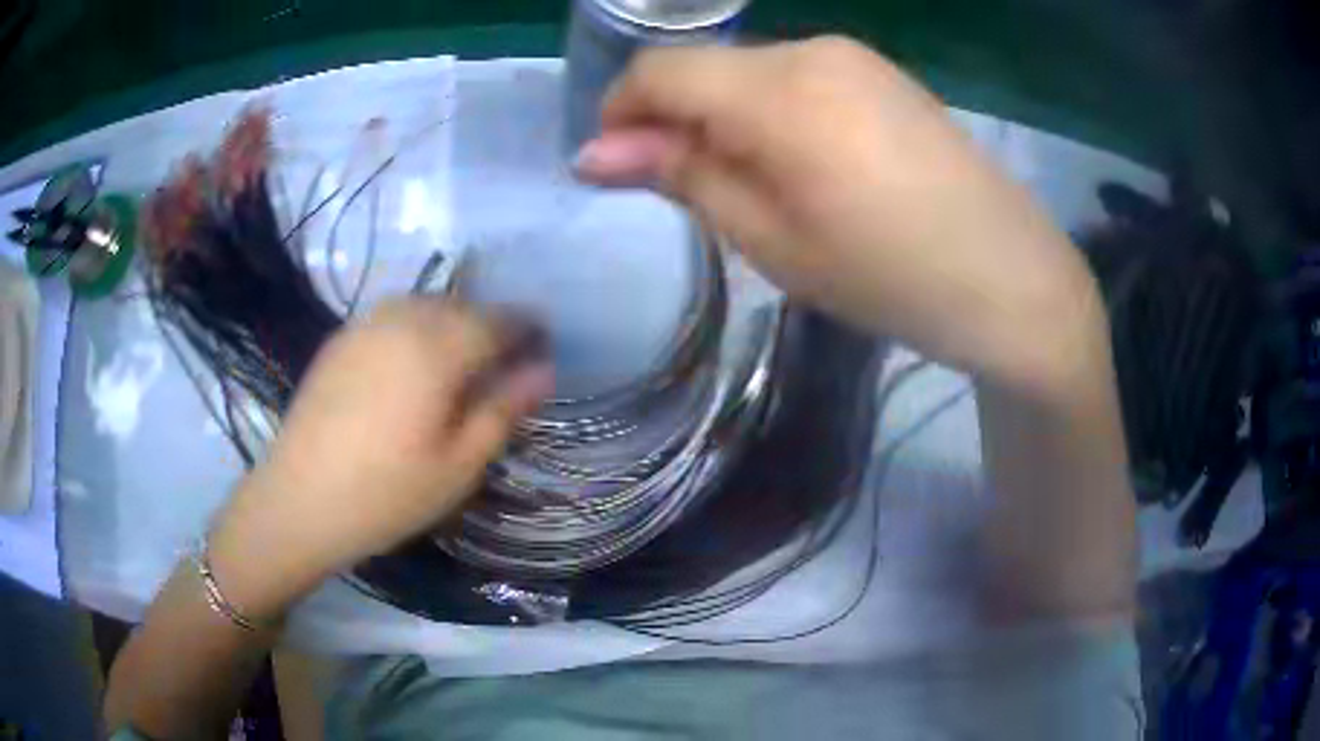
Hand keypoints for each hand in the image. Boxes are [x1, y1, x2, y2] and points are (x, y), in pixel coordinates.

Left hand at [206, 299, 552, 616]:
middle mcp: (402, 320)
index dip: (527, 328)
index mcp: (437, 348)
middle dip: (490, 324)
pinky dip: (416, 326)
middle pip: (462, 306)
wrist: (299, 501)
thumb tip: (544, 370)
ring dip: (453, 322)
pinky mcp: (340, 339)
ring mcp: (365, 325)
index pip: (499, 320)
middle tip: (504, 361)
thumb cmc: (387, 494)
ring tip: (461, 361)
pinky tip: (412, 363)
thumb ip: (503, 410)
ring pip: (425, 305)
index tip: (544, 345)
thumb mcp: (459, 465)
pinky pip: (392, 316)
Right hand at [575, 37, 1104, 393]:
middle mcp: (812, 50)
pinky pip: (800, 78)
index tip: (618, 166)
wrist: (1011, 279)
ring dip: (727, 117)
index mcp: (778, 90)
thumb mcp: (771, 239)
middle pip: (706, 67)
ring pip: (751, 71)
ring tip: (763, 188)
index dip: (622, 113)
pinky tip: (810, 165)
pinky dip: (774, 112)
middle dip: (677, 119)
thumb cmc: (888, 276)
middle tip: (697, 194)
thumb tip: (595, 153)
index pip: (659, 69)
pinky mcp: (883, 73)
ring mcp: (854, 56)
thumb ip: (683, 176)